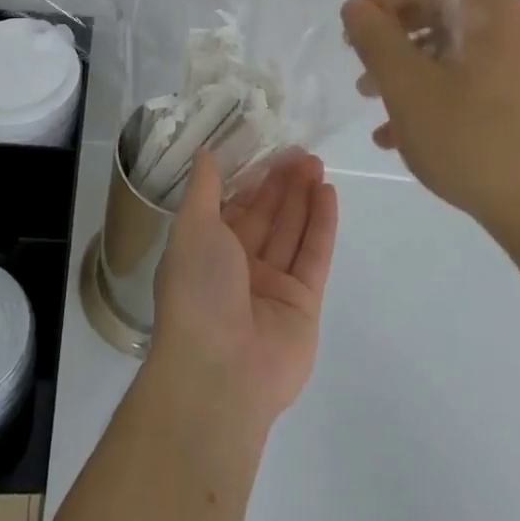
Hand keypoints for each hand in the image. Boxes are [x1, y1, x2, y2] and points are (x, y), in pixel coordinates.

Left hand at [149, 149, 337, 429]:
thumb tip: (205, 153)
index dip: (252, 177)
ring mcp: (272, 286)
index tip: (270, 148)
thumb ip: (203, 190)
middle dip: (282, 184)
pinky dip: (321, 224)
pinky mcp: (303, 303)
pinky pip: (313, 255)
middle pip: (266, 216)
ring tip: (317, 164)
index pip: (234, 206)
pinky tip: (328, 193)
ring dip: (303, 197)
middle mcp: (239, 267)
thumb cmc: (197, 291)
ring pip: (291, 231)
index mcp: (206, 251)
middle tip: (302, 152)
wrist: (219, 372)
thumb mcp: (191, 229)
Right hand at [340, 0, 519, 236]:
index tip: (351, 39)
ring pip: (451, 45)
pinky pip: (472, 74)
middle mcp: (514, 20)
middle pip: (435, 6)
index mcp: (489, 5)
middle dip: (390, 36)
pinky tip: (405, 132)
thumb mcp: (409, 88)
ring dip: (407, 67)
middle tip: (362, 73)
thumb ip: (375, 38)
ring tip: (376, 105)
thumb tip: (358, 7)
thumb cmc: (476, 141)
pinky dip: (436, 90)